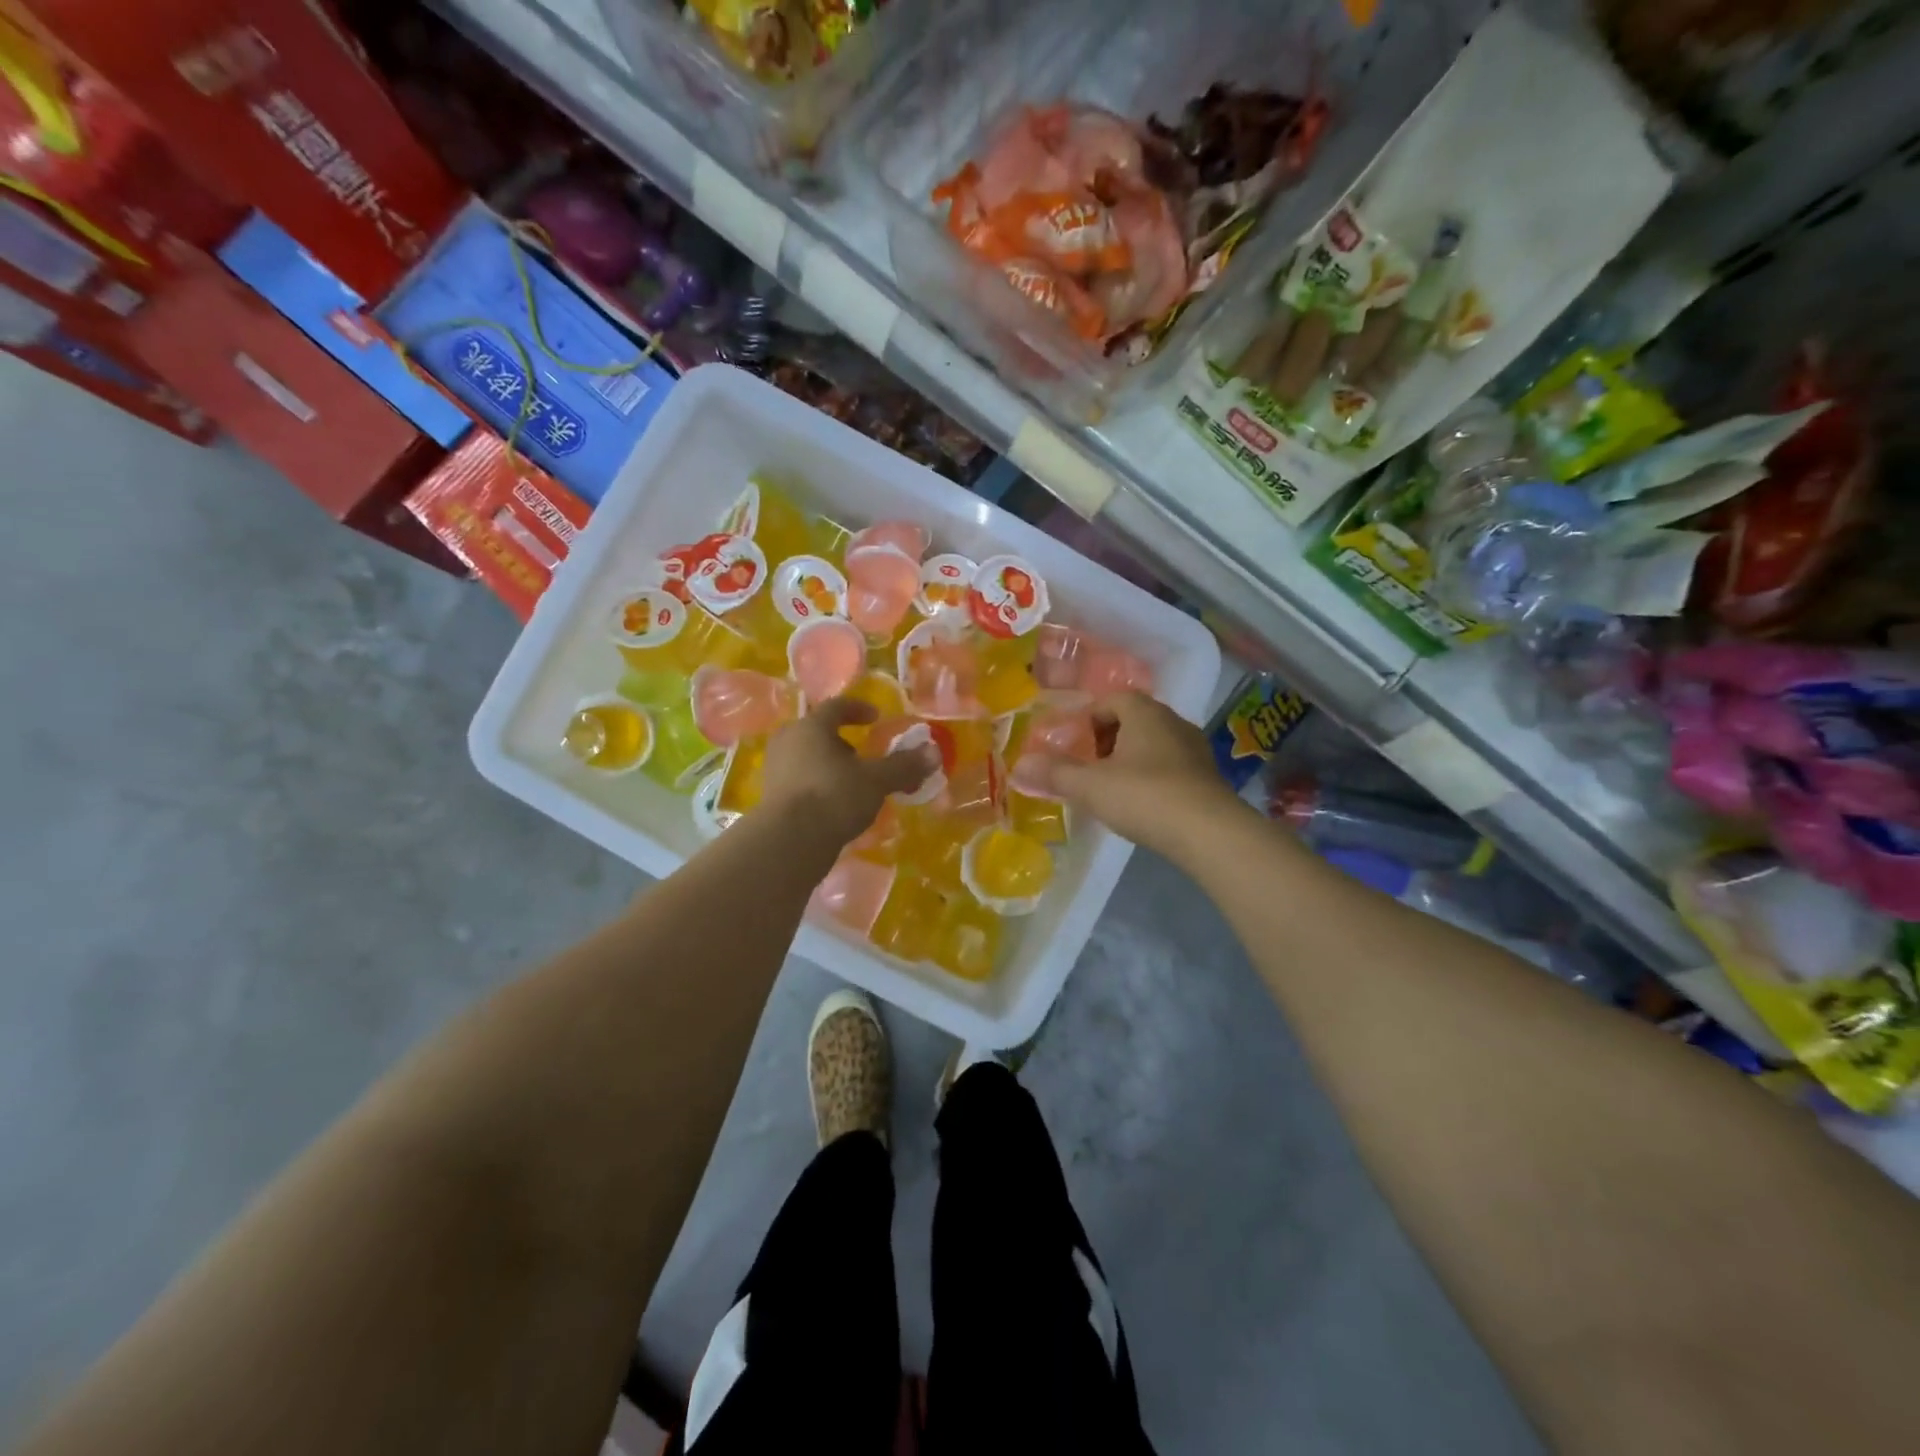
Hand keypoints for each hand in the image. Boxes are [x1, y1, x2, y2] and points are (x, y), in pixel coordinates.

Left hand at [761, 697, 939, 847]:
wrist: (789, 842)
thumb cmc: (833, 796)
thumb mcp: (876, 780)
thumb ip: (904, 765)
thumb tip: (934, 752)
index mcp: (811, 727)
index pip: (835, 707)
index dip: (858, 709)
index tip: (876, 717)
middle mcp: (788, 742)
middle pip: (818, 733)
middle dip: (843, 742)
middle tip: (864, 755)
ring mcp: (776, 771)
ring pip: (808, 759)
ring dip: (831, 767)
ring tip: (854, 784)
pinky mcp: (771, 799)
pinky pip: (801, 783)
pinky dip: (820, 787)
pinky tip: (837, 806)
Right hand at [1034, 692, 1247, 861]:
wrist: (1209, 832)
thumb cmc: (1144, 796)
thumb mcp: (1090, 786)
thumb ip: (1054, 774)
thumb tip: (1018, 766)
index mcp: (1144, 712)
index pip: (1111, 700)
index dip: (1087, 720)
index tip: (1072, 747)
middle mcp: (1173, 721)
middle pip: (1132, 721)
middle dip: (1106, 741)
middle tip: (1087, 768)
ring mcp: (1195, 749)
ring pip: (1152, 745)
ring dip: (1129, 761)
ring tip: (1110, 789)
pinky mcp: (1207, 777)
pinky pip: (1170, 767)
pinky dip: (1151, 778)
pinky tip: (1141, 805)